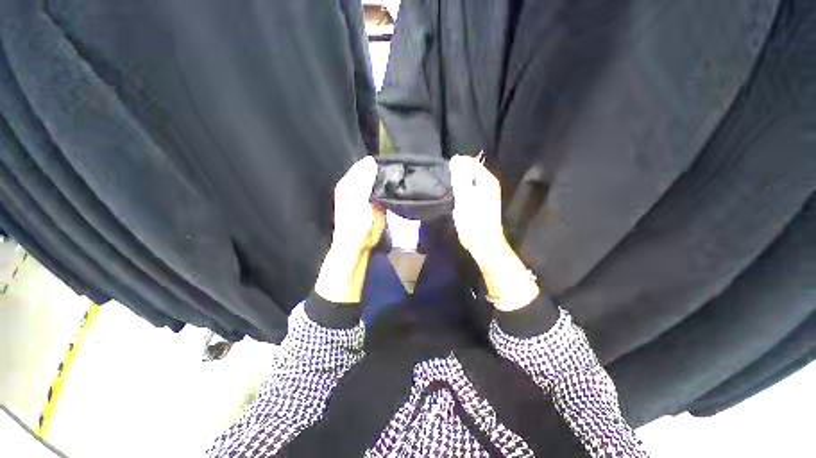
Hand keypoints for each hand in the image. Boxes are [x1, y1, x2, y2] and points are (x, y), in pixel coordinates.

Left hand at [331, 156, 385, 253]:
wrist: (357, 243)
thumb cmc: (353, 222)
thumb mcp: (358, 199)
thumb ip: (365, 181)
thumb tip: (372, 162)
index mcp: (348, 183)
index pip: (361, 166)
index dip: (372, 162)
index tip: (385, 160)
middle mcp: (356, 188)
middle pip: (369, 173)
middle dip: (379, 170)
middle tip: (393, 168)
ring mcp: (366, 196)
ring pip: (377, 183)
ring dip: (385, 180)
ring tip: (395, 177)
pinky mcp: (375, 205)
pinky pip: (382, 193)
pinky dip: (388, 190)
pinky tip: (394, 188)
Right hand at [449, 155, 507, 265]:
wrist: (484, 243)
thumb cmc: (473, 222)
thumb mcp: (464, 198)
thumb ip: (461, 178)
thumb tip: (456, 160)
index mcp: (487, 181)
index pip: (471, 162)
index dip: (458, 163)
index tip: (446, 171)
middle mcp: (489, 184)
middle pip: (472, 170)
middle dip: (458, 172)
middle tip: (446, 180)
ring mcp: (487, 193)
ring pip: (471, 179)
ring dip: (459, 181)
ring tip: (449, 187)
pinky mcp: (482, 202)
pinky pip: (471, 188)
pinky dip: (463, 189)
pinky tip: (456, 196)